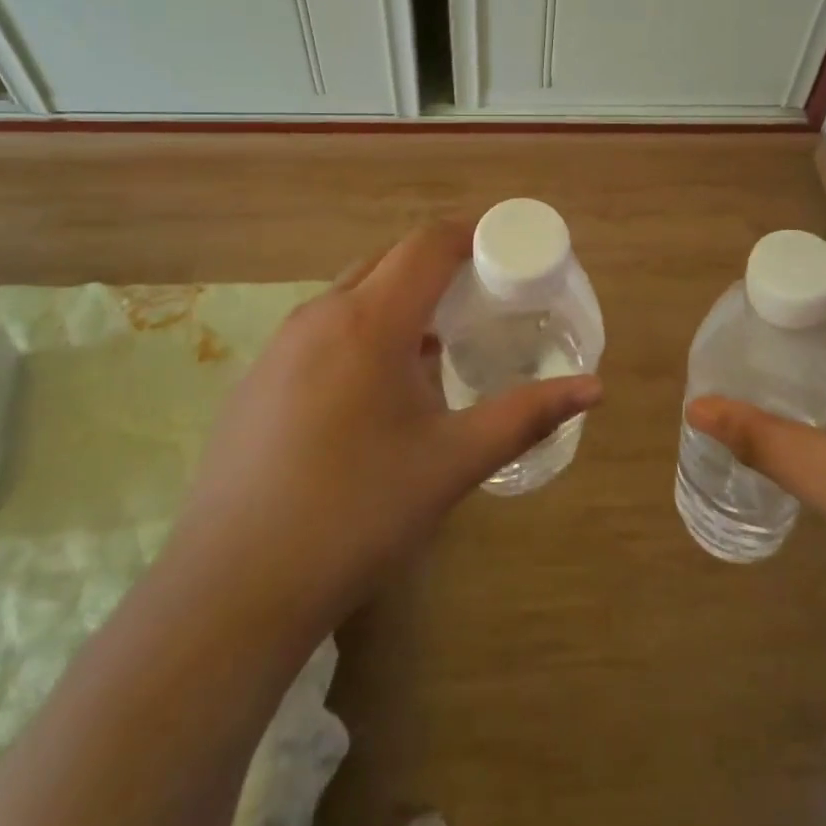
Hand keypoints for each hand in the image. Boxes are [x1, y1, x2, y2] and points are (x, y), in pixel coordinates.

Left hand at [164, 221, 602, 633]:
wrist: (231, 590)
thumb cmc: (357, 514)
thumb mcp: (453, 463)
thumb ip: (526, 415)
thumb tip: (594, 388)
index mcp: (370, 321)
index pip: (427, 244)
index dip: (471, 235)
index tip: (506, 253)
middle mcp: (320, 315)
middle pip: (389, 259)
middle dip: (438, 265)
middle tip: (480, 299)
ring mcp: (280, 345)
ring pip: (351, 292)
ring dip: (398, 298)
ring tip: (435, 343)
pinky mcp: (258, 379)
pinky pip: (322, 328)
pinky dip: (362, 329)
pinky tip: (376, 390)